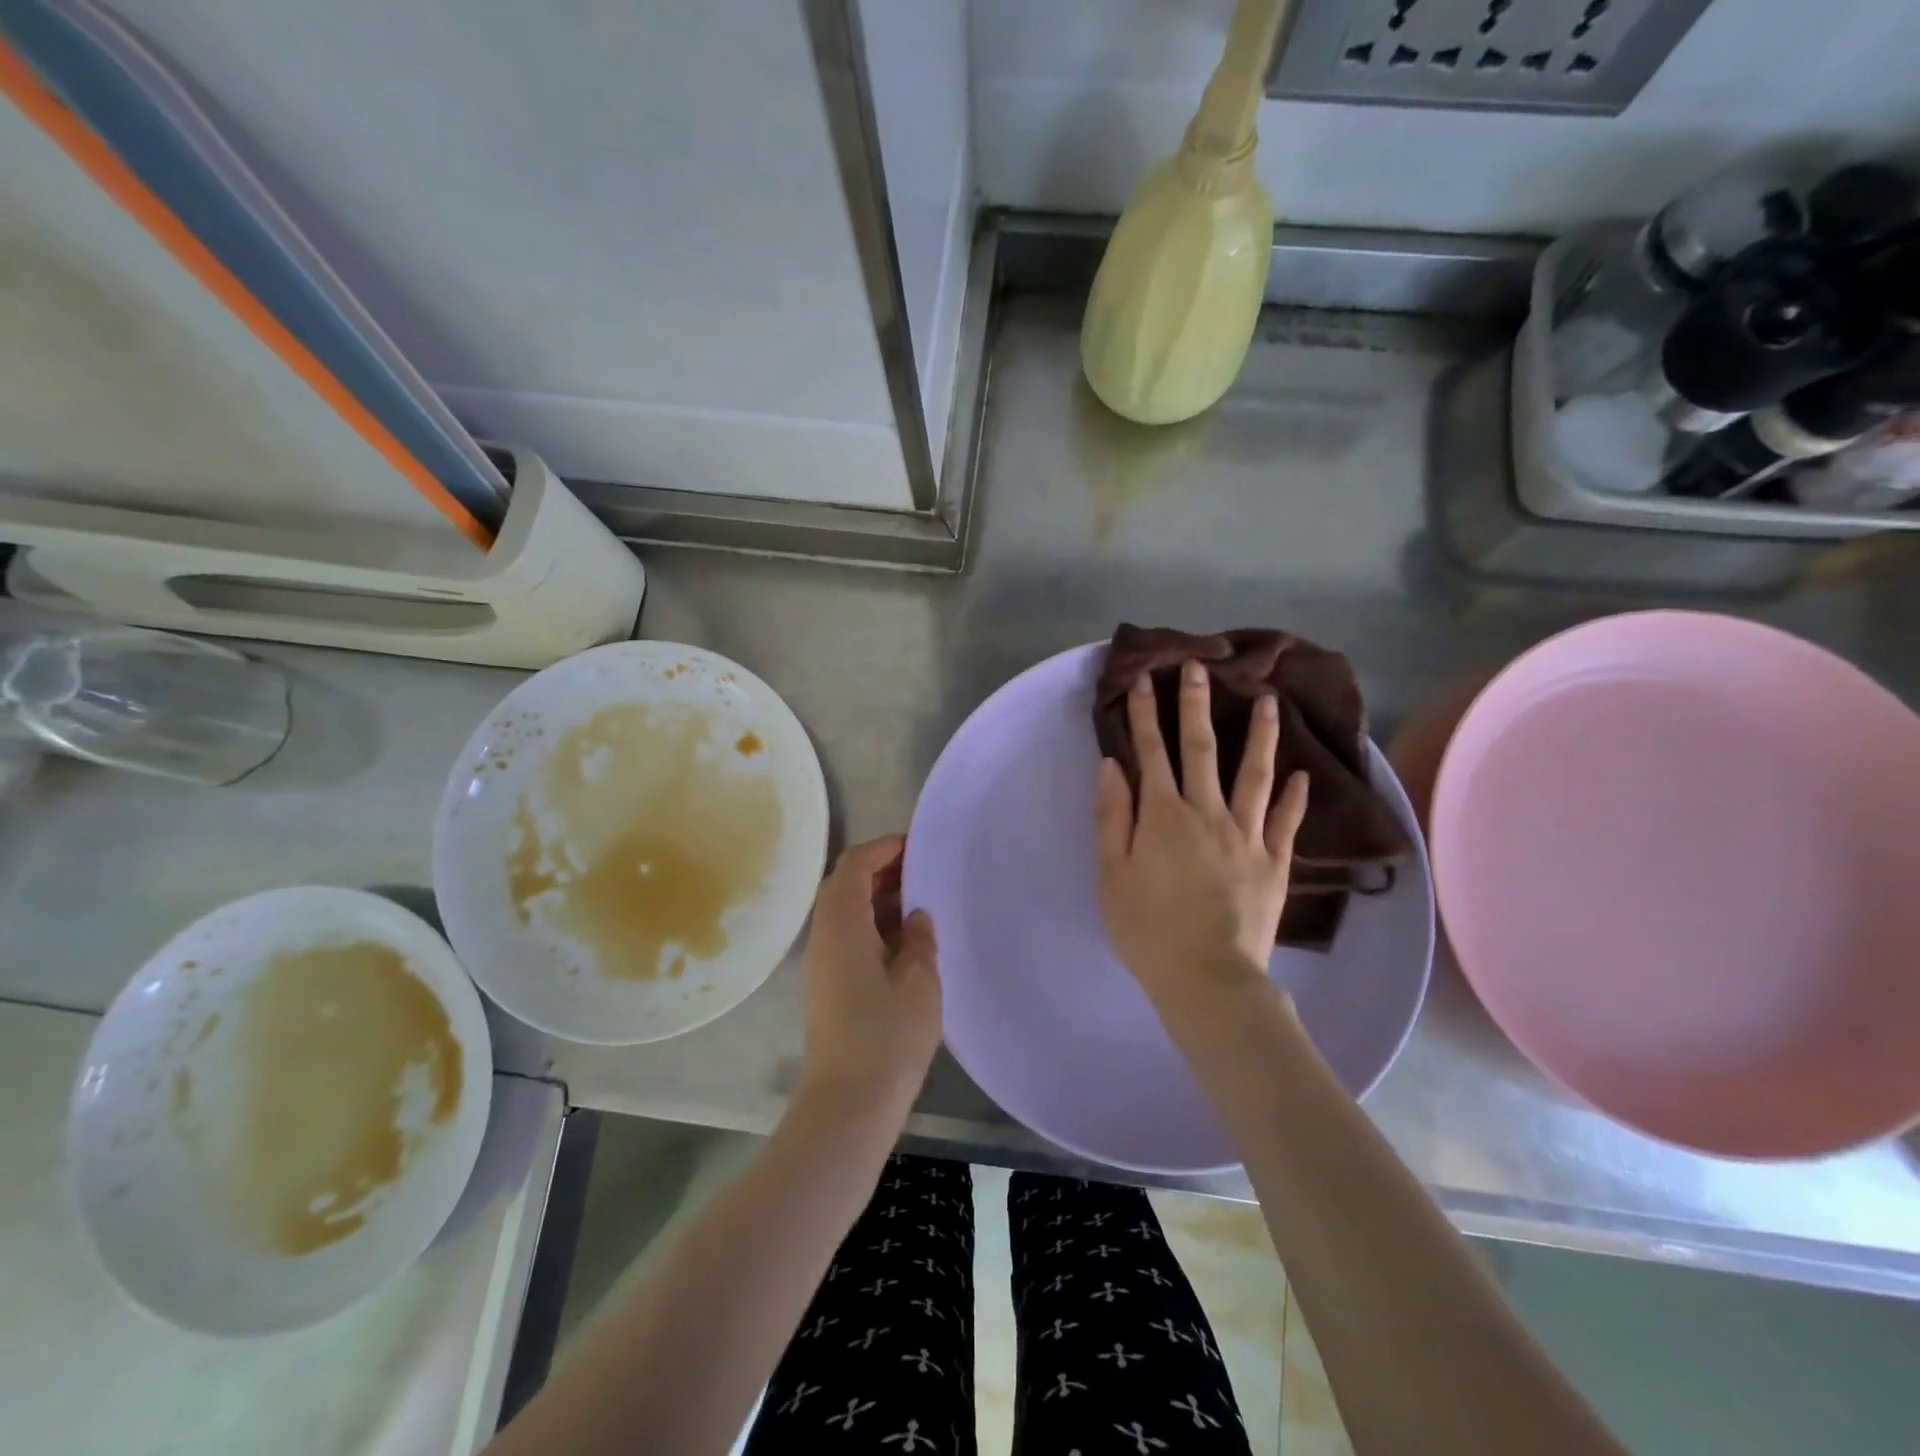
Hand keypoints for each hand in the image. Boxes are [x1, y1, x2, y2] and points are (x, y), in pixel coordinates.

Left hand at [797, 835, 941, 1118]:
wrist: (848, 1105)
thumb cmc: (887, 1036)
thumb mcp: (918, 981)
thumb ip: (918, 939)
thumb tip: (915, 917)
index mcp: (842, 925)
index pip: (854, 865)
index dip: (883, 848)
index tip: (916, 846)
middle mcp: (824, 937)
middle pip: (844, 885)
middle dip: (880, 871)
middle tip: (921, 872)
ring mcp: (822, 965)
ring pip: (845, 913)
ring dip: (877, 900)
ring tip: (919, 903)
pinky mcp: (827, 989)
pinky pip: (848, 939)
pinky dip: (873, 927)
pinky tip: (905, 943)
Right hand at [1096, 661, 1309, 1004]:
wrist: (1207, 976)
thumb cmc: (1147, 928)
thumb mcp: (1112, 873)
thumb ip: (1112, 816)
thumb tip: (1112, 765)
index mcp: (1162, 815)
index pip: (1150, 752)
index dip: (1144, 714)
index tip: (1143, 679)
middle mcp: (1206, 812)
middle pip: (1200, 749)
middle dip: (1195, 706)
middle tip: (1200, 668)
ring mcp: (1246, 835)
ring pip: (1254, 774)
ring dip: (1260, 736)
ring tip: (1270, 702)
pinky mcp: (1274, 861)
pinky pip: (1286, 822)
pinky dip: (1295, 797)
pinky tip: (1303, 776)